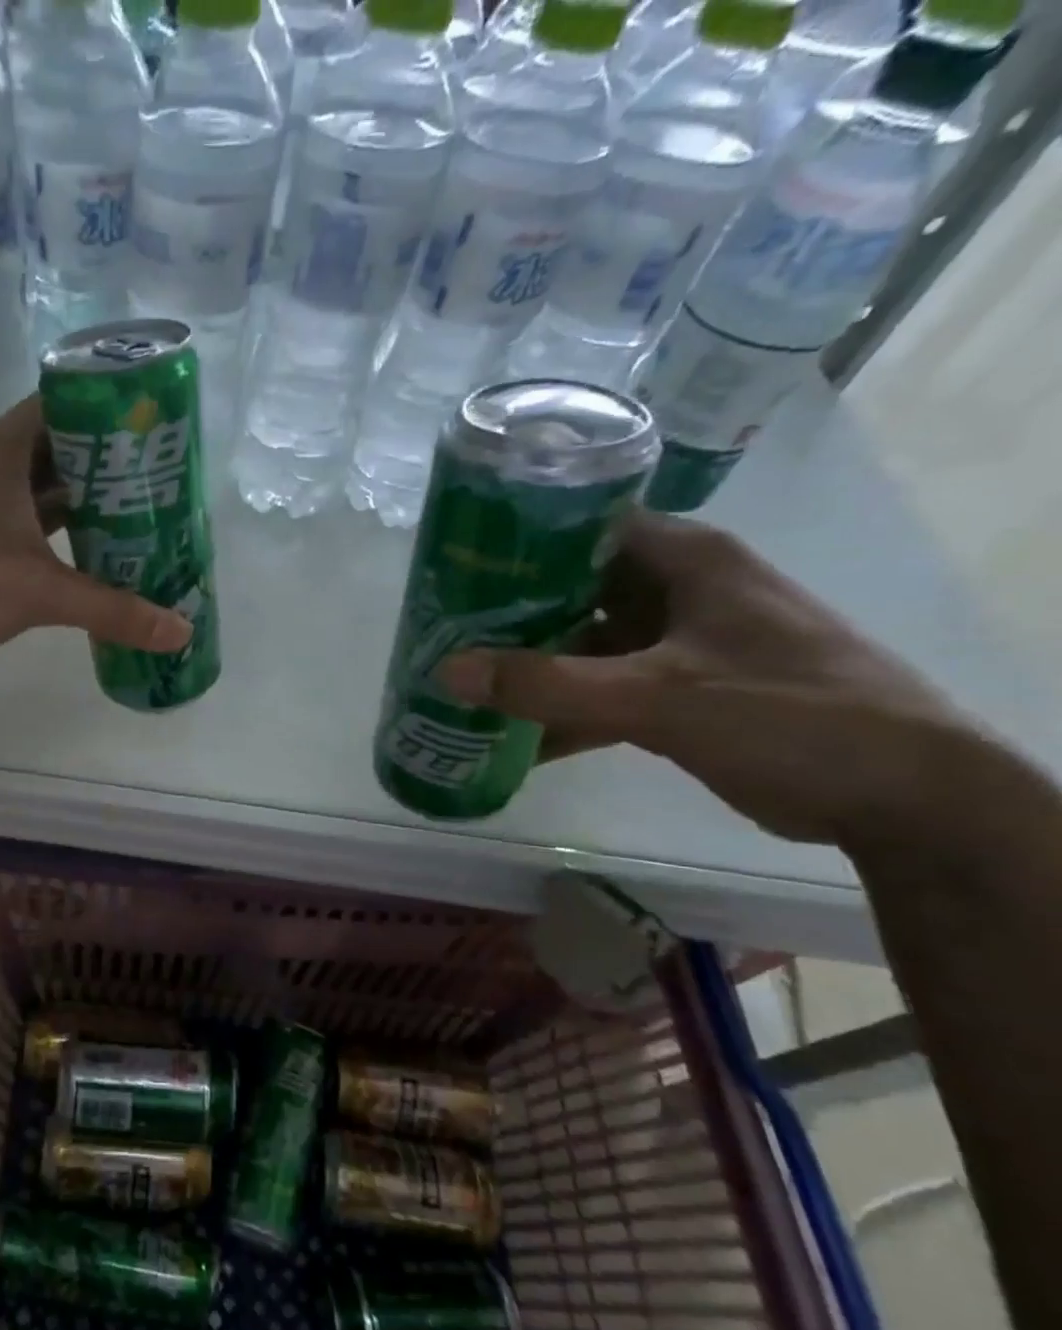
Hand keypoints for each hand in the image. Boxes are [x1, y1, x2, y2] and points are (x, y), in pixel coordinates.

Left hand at [0, 396, 190, 694]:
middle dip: (115, 466)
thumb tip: (182, 632)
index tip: (162, 427)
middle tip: (170, 482)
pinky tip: (105, 562)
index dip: (114, 408)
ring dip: (93, 509)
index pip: (66, 403)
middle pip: (64, 453)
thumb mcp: (37, 592)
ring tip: (151, 519)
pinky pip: (35, 537)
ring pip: (50, 498)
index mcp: (0, 450)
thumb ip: (112, 610)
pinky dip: (68, 545)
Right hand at [433, 513, 973, 847]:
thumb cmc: (788, 715)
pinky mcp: (679, 692)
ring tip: (460, 684)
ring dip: (529, 668)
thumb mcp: (657, 696)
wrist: (898, 796)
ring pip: (582, 644)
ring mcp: (677, 644)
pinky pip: (601, 691)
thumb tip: (445, 670)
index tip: (453, 568)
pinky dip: (560, 711)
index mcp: (683, 560)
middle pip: (571, 589)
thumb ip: (548, 685)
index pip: (582, 526)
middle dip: (506, 613)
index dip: (515, 541)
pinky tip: (509, 737)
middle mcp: (676, 591)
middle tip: (439, 632)